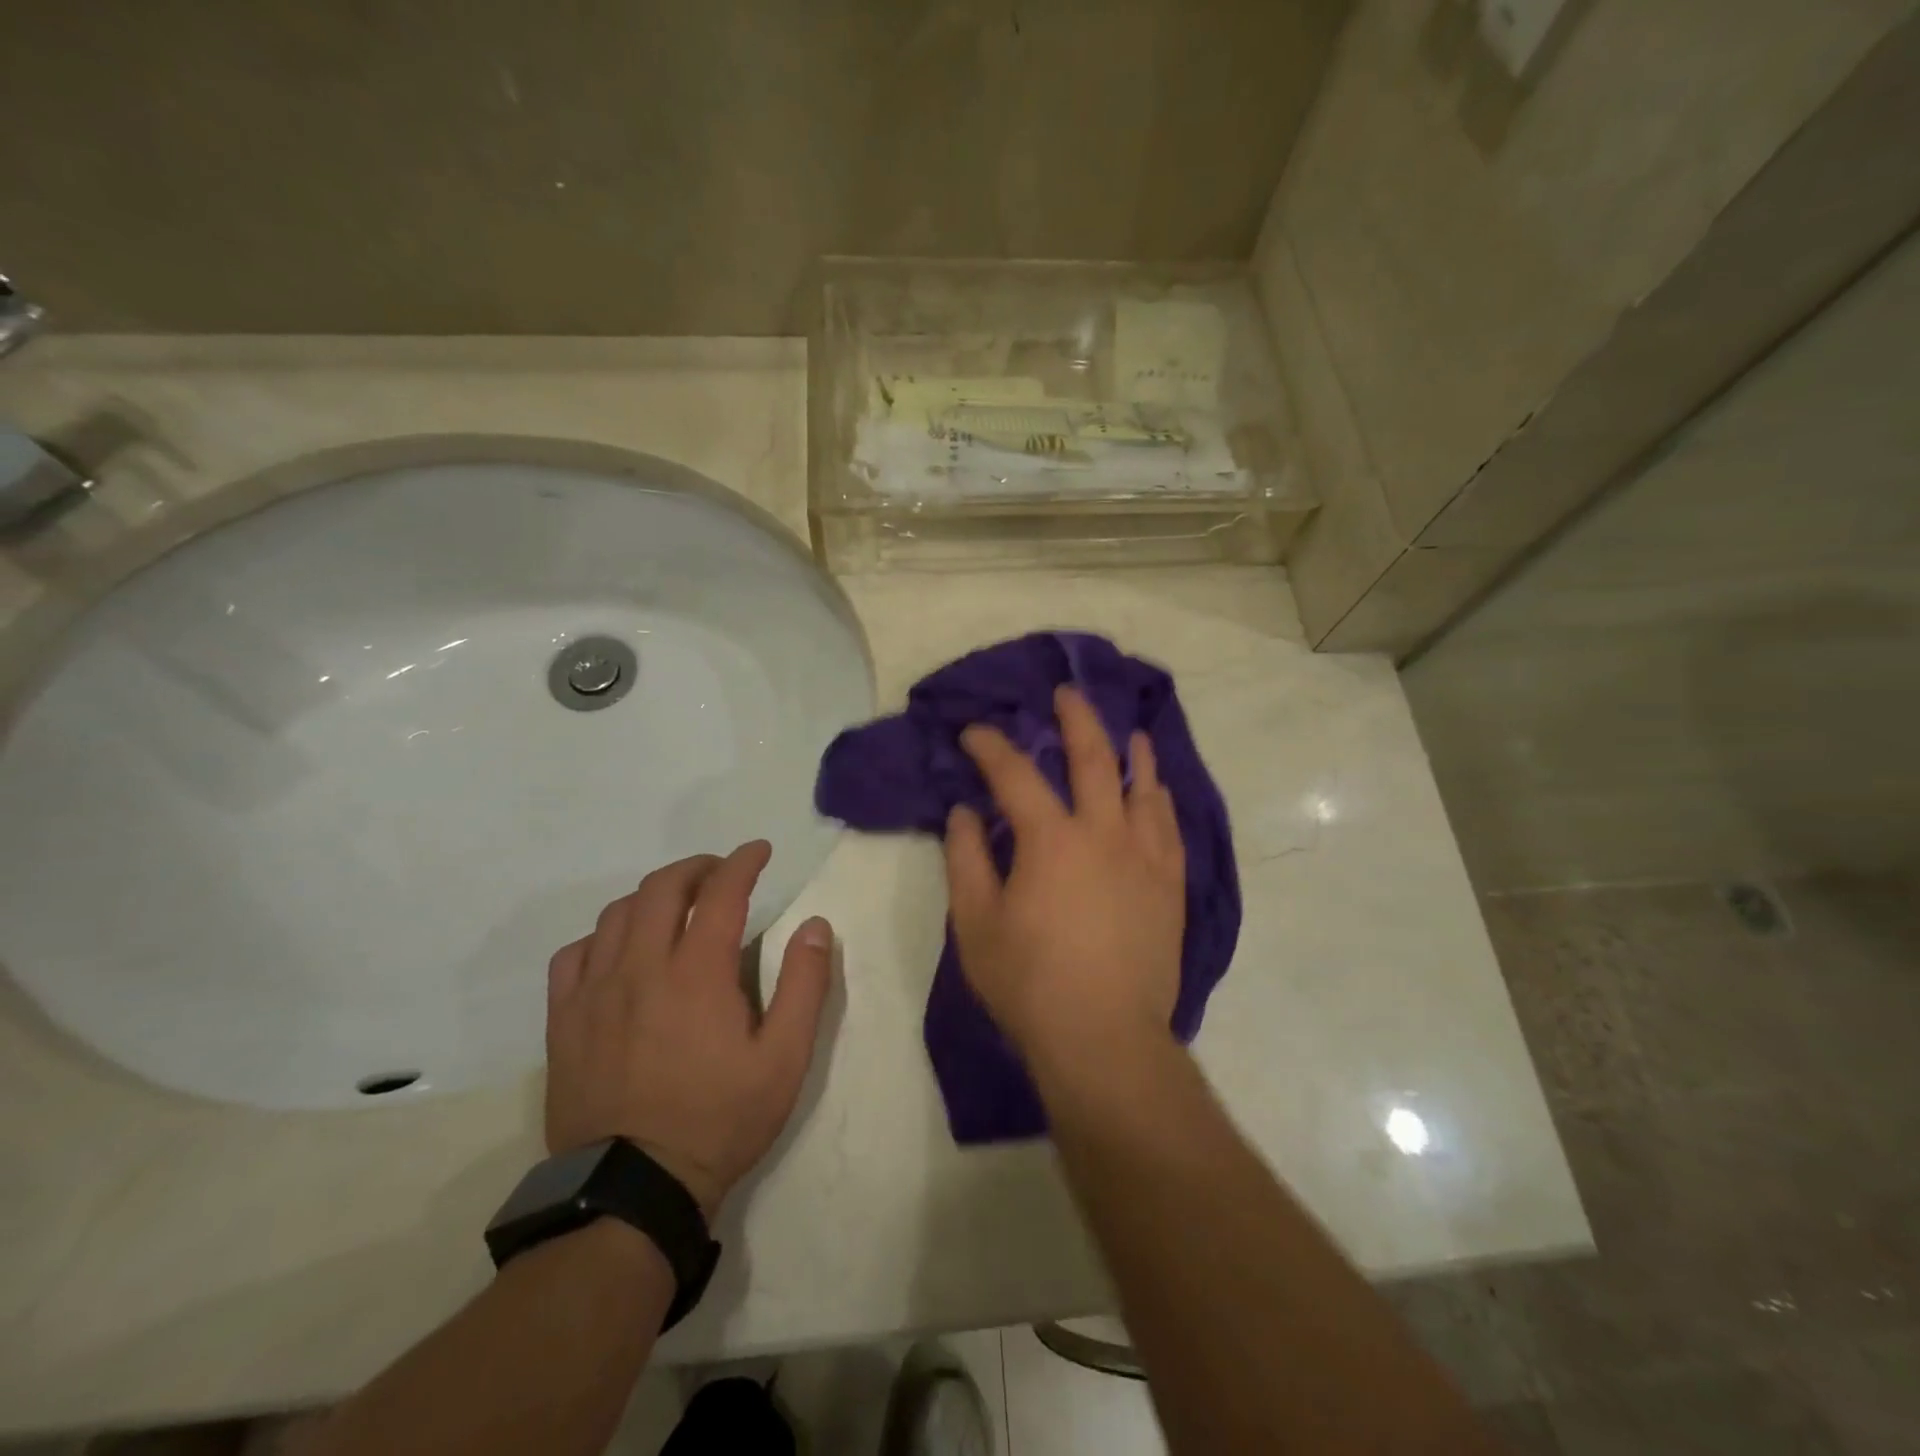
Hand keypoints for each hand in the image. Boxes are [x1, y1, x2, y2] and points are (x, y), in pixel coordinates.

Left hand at [544, 840, 834, 1217]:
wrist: (632, 1190)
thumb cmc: (719, 1120)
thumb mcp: (784, 1059)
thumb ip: (805, 986)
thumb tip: (816, 926)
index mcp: (698, 972)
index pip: (721, 891)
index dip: (743, 862)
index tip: (759, 851)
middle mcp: (642, 967)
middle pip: (663, 887)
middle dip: (697, 867)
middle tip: (720, 873)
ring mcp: (595, 992)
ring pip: (617, 913)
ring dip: (652, 895)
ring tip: (675, 904)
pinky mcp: (565, 1021)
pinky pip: (574, 954)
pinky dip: (602, 936)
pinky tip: (619, 949)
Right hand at [944, 685, 1185, 1073]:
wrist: (1104, 1038)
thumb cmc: (1029, 983)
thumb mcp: (976, 923)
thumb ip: (966, 859)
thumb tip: (965, 812)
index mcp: (1051, 840)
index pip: (1015, 774)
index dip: (991, 746)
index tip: (974, 732)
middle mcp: (1104, 833)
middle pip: (1093, 758)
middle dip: (1076, 719)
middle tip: (1066, 693)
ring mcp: (1145, 857)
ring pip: (1143, 787)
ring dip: (1131, 753)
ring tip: (1128, 732)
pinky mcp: (1170, 885)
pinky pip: (1170, 827)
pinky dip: (1161, 799)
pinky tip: (1157, 791)